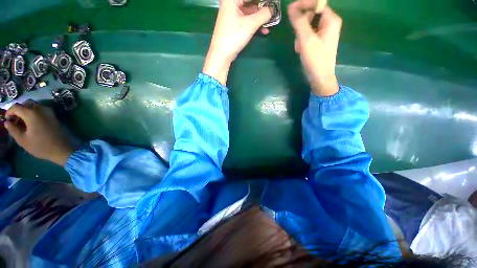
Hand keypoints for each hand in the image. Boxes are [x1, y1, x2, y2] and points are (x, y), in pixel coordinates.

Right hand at [4, 101, 75, 165]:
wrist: (63, 149)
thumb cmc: (41, 146)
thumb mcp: (23, 140)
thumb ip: (13, 129)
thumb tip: (7, 122)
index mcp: (32, 113)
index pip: (16, 107)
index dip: (9, 112)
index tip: (7, 120)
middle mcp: (41, 109)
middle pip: (26, 104)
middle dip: (19, 111)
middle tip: (15, 122)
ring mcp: (50, 112)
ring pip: (34, 107)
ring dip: (27, 112)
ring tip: (23, 124)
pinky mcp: (55, 116)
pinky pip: (42, 111)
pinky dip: (35, 114)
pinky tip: (32, 125)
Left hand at [203, 0, 272, 84]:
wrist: (222, 54)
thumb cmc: (234, 36)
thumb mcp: (250, 24)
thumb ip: (264, 14)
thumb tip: (273, 9)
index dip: (264, 0)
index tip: (273, 3)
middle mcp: (231, 4)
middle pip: (251, 2)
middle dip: (263, 7)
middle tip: (273, 12)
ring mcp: (233, 15)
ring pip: (250, 11)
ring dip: (260, 17)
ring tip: (271, 22)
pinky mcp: (234, 25)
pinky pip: (247, 20)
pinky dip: (255, 24)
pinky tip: (264, 30)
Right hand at [288, 1, 341, 95]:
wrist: (320, 78)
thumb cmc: (315, 59)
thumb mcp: (306, 39)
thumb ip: (299, 22)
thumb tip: (291, 7)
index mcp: (331, 20)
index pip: (317, 3)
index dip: (303, 4)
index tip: (290, 10)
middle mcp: (329, 23)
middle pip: (312, 14)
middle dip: (301, 24)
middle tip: (297, 36)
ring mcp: (325, 33)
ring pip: (308, 25)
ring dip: (300, 35)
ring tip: (299, 47)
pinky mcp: (320, 41)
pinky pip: (309, 34)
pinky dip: (303, 40)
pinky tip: (301, 49)